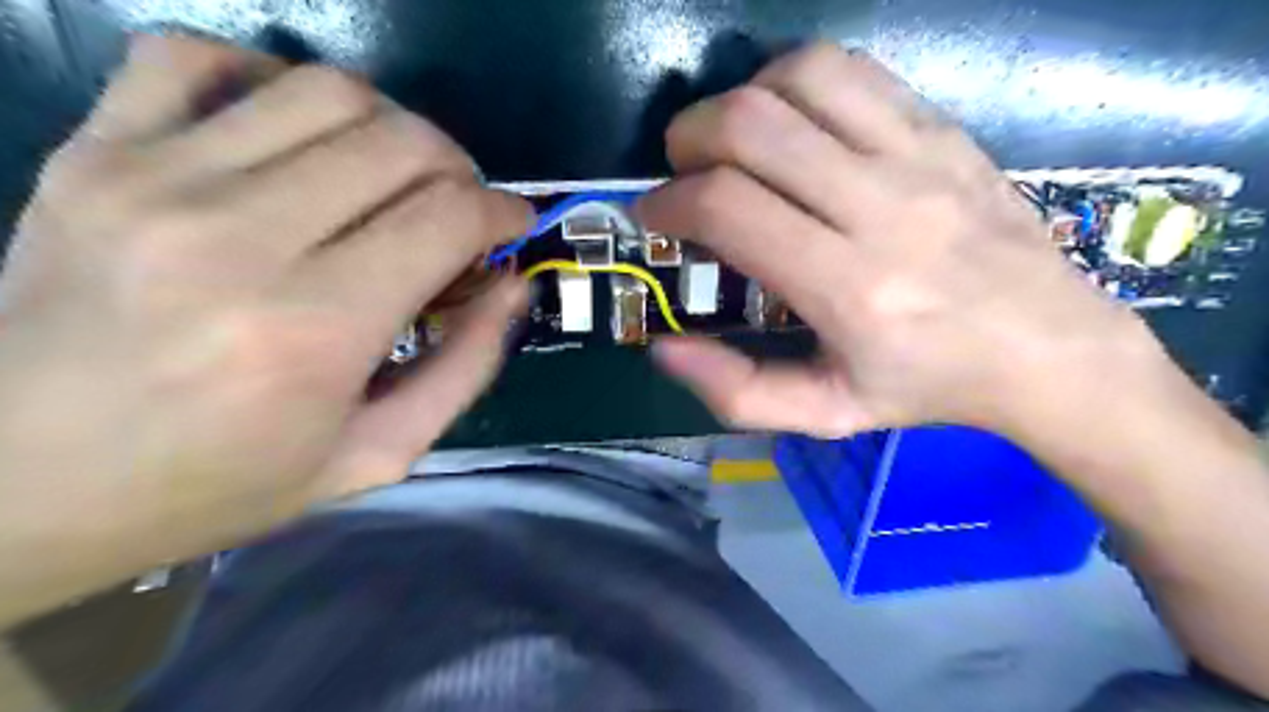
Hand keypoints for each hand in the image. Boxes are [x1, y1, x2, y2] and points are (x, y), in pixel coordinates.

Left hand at [0, 34, 531, 615]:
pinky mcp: (92, 152)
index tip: (513, 226)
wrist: (19, 484)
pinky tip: (291, 137)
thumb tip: (511, 286)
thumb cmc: (223, 483)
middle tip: (459, 209)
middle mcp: (238, 236)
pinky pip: (195, 57)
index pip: (448, 216)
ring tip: (391, 178)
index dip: (502, 212)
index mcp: (314, 328)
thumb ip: (466, 368)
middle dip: (459, 169)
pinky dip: (268, 79)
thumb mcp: (378, 454)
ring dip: (389, 127)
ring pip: (325, 89)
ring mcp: (153, 179)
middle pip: (401, 140)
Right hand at [641, 42, 1163, 439]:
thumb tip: (662, 348)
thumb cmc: (926, 386)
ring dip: (740, 100)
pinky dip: (794, 81)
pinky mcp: (941, 129)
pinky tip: (789, 123)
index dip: (668, 203)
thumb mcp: (825, 414)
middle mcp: (881, 208)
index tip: (652, 216)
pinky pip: (851, 70)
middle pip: (752, 126)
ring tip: (731, 143)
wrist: (1047, 346)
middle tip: (681, 172)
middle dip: (688, 139)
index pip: (728, 208)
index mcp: (848, 288)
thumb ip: (735, 391)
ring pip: (798, 79)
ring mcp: (918, 156)